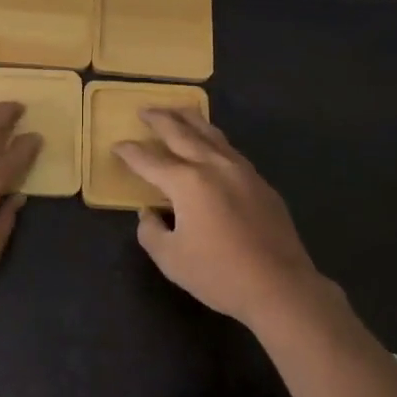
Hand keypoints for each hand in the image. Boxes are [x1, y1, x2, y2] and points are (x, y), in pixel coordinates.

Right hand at [113, 109, 324, 330]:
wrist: (280, 286)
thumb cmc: (219, 274)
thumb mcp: (171, 259)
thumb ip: (151, 231)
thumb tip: (149, 213)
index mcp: (187, 182)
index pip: (149, 160)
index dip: (130, 152)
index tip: (117, 145)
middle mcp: (213, 166)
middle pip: (182, 133)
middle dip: (160, 119)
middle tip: (144, 109)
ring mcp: (241, 171)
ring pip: (211, 134)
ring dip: (190, 119)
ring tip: (178, 110)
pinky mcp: (260, 183)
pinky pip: (230, 150)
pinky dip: (213, 139)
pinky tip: (211, 144)